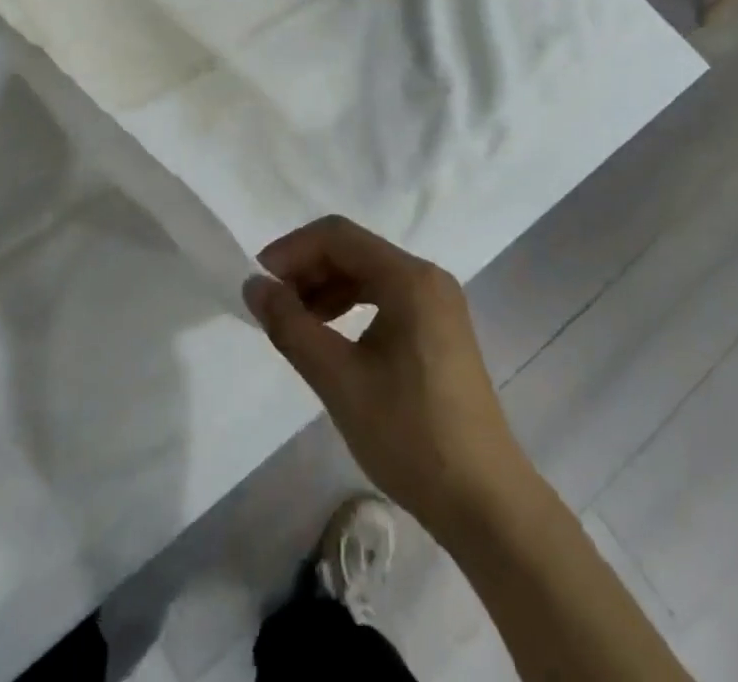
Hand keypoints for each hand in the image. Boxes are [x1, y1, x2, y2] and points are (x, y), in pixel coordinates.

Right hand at [245, 216, 536, 538]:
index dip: (293, 250)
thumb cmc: (410, 435)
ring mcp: (438, 303)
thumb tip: (253, 286)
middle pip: (355, 251)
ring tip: (295, 324)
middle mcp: (427, 277)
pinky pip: (386, 297)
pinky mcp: (440, 328)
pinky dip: (352, 307)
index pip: (339, 236)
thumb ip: (292, 327)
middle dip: (308, 270)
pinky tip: (331, 336)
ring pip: (369, 274)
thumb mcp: (340, 380)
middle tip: (272, 306)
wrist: (484, 501)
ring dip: (327, 289)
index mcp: (409, 278)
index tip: (259, 281)